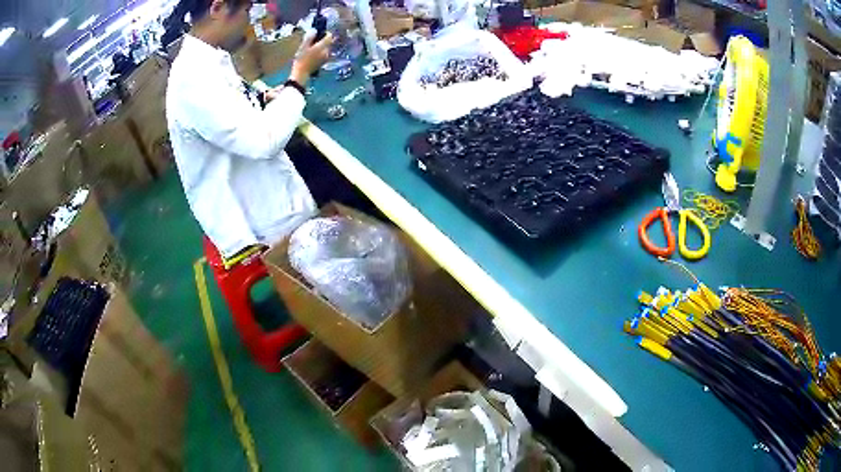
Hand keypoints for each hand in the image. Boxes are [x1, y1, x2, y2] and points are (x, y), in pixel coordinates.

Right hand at [290, 32, 333, 84]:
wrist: (302, 73)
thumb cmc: (301, 59)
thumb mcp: (303, 46)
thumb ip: (309, 37)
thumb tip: (314, 30)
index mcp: (322, 46)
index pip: (330, 36)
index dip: (326, 33)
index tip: (320, 33)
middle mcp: (327, 51)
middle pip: (328, 42)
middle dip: (322, 40)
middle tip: (313, 41)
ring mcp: (326, 57)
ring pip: (327, 48)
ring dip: (321, 46)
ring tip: (312, 48)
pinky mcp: (324, 62)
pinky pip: (324, 54)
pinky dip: (321, 52)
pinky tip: (313, 54)